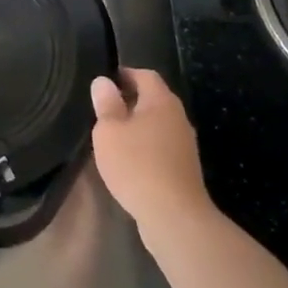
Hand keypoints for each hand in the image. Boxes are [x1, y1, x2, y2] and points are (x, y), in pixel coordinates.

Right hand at [89, 68, 208, 236]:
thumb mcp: (109, 131)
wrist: (173, 214)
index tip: (104, 82)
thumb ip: (106, 104)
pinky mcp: (184, 165)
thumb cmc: (136, 164)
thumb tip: (103, 81)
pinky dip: (145, 144)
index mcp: (161, 101)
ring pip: (158, 122)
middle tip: (103, 108)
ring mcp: (184, 142)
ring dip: (137, 124)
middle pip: (154, 98)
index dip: (124, 74)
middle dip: (130, 99)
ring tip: (112, 134)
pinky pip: (161, 144)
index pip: (145, 75)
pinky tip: (129, 158)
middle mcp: (178, 116)